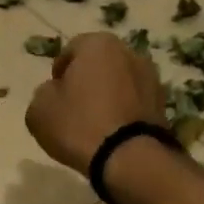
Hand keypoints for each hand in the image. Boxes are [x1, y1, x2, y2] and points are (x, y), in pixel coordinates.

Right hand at [26, 32, 167, 174]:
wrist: (129, 158)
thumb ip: (44, 93)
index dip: (59, 73)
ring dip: (109, 96)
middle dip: (87, 81)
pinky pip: (135, 103)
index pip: (71, 50)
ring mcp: (152, 78)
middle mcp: (130, 53)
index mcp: (98, 44)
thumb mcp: (40, 110)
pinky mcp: (163, 105)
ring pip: (120, 84)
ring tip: (96, 123)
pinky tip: (114, 133)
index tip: (55, 95)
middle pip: (100, 65)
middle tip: (74, 107)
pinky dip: (124, 112)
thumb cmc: (79, 126)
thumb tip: (56, 92)